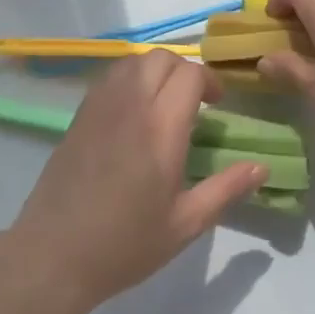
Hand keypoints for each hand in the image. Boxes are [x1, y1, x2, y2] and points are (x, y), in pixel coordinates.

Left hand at [8, 53, 266, 308]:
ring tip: (163, 102)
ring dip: (155, 71)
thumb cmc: (124, 244)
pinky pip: (109, 77)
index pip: (190, 75)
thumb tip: (261, 168)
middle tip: (194, 102)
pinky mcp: (79, 116)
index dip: (210, 81)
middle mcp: (130, 106)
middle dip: (184, 71)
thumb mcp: (185, 224)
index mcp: (160, 129)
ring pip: (133, 62)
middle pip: (161, 58)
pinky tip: (133, 112)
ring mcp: (100, 107)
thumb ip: (225, 190)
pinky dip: (129, 79)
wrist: (53, 255)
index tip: (217, 106)